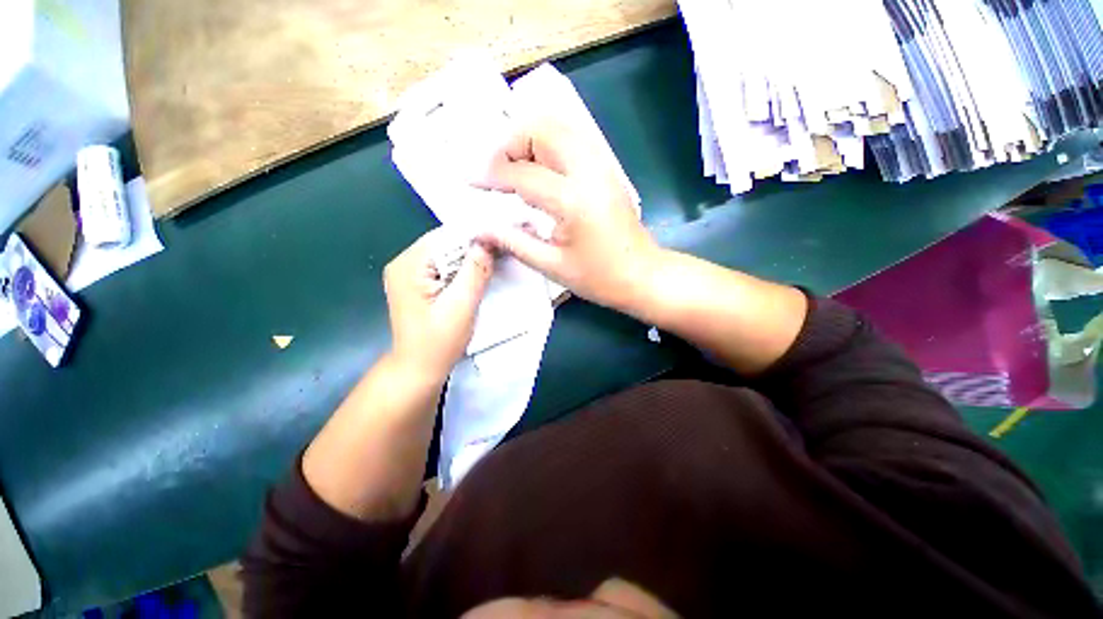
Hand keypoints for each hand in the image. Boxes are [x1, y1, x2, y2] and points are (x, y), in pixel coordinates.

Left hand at [383, 229, 493, 382]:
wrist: (419, 369)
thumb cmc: (438, 343)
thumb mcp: (461, 306)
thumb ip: (475, 272)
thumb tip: (487, 242)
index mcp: (408, 266)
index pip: (445, 236)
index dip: (475, 235)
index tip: (502, 239)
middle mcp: (404, 263)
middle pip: (445, 243)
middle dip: (474, 246)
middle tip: (503, 250)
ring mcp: (409, 272)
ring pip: (447, 254)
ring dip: (470, 257)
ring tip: (496, 259)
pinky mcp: (417, 282)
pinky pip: (444, 266)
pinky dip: (463, 268)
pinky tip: (479, 273)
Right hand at [478, 121, 661, 311]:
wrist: (642, 275)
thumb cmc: (599, 278)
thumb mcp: (552, 266)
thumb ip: (513, 242)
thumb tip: (479, 228)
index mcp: (573, 201)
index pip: (522, 174)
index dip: (491, 175)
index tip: (472, 182)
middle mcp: (589, 172)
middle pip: (542, 129)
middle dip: (509, 144)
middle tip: (495, 173)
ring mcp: (602, 166)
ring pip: (558, 127)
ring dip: (529, 140)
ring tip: (513, 169)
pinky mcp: (607, 169)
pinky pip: (572, 139)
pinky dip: (548, 144)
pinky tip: (539, 170)